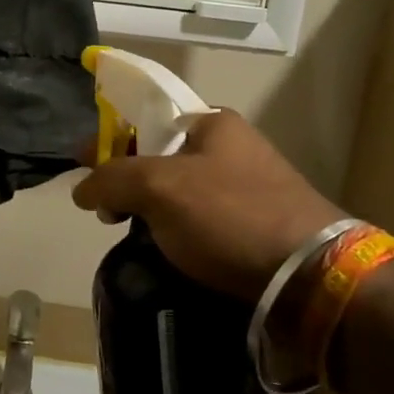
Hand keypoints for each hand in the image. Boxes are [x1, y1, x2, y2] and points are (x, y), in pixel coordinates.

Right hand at [72, 110, 347, 299]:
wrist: (312, 276)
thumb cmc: (229, 215)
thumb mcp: (158, 187)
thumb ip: (111, 179)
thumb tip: (81, 189)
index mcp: (213, 122)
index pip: (147, 116)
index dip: (111, 136)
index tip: (84, 164)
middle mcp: (233, 147)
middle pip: (162, 154)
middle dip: (128, 178)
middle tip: (104, 209)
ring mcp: (249, 187)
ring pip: (181, 191)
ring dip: (151, 208)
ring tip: (129, 233)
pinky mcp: (258, 226)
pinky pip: (203, 220)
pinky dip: (178, 230)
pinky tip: (166, 251)